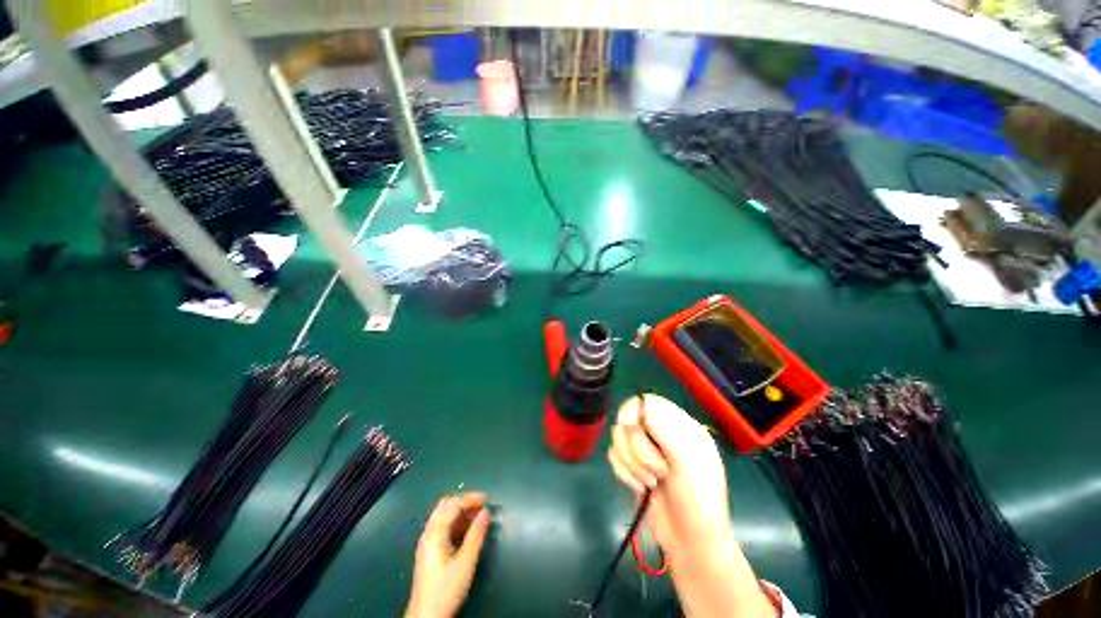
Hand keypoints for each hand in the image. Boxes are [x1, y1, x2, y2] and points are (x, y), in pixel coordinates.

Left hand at [406, 493, 490, 617]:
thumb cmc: (446, 590)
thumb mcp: (465, 563)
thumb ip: (476, 535)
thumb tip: (486, 512)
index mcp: (434, 533)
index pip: (453, 505)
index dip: (470, 499)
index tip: (487, 499)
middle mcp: (429, 533)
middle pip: (446, 506)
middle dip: (465, 502)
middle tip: (482, 506)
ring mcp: (428, 542)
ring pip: (445, 516)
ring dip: (462, 512)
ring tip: (479, 517)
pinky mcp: (431, 551)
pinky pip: (444, 527)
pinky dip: (458, 522)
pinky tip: (469, 530)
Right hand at [608, 394, 777, 617]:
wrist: (691, 543)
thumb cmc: (697, 499)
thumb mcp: (687, 458)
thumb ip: (662, 426)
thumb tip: (631, 409)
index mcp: (680, 425)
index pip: (647, 402)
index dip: (633, 411)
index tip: (629, 427)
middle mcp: (661, 434)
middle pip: (629, 420)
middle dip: (637, 448)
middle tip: (658, 471)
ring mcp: (646, 451)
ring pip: (619, 438)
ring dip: (631, 463)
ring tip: (651, 483)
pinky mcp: (633, 467)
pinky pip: (614, 456)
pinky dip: (624, 473)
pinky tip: (641, 489)